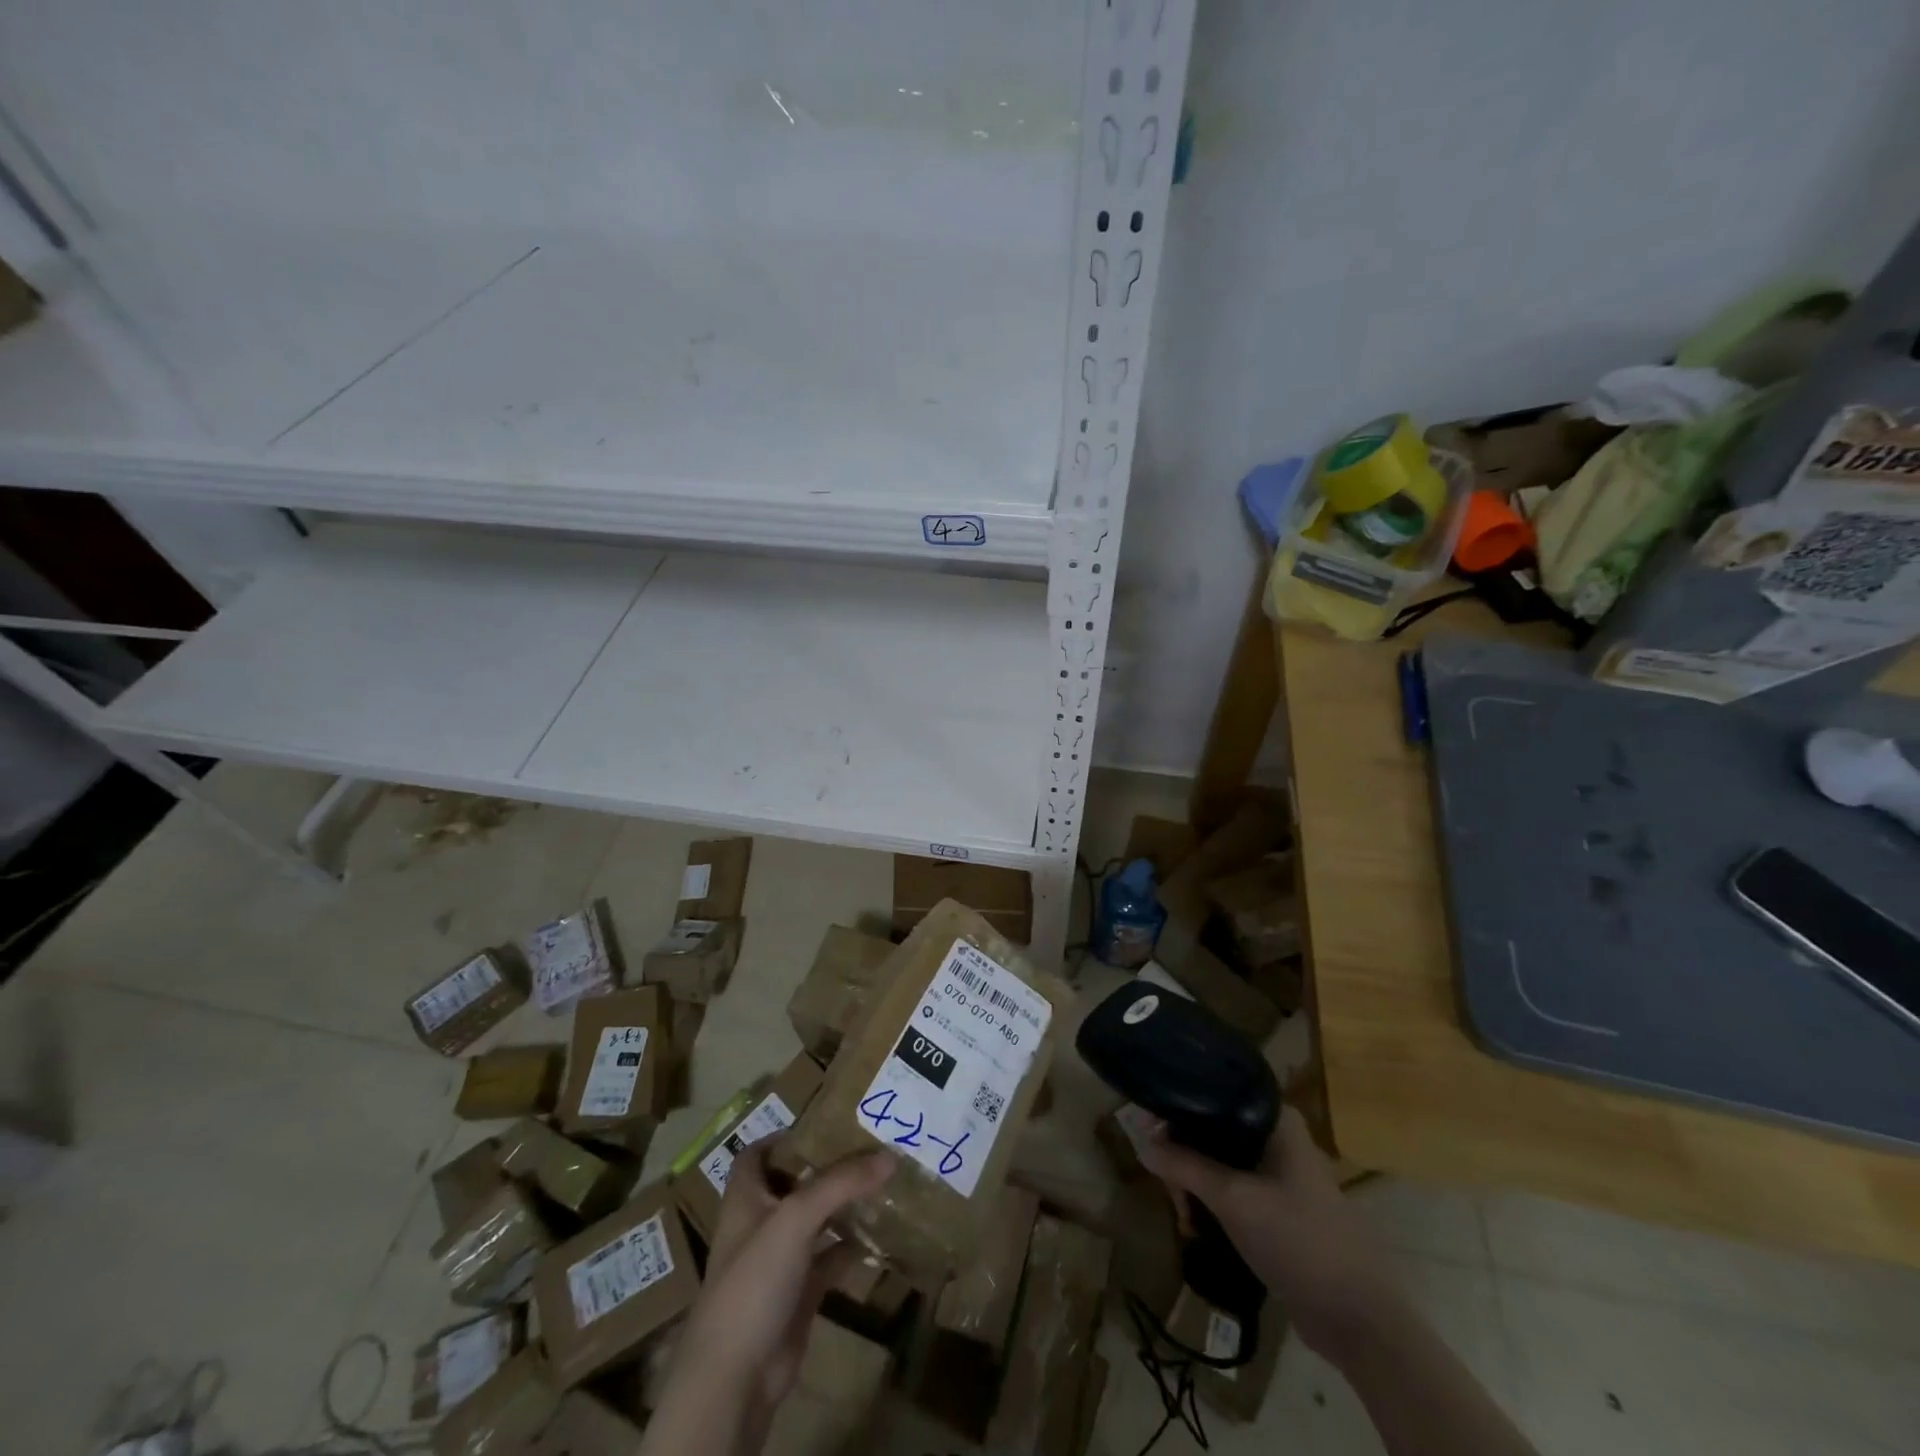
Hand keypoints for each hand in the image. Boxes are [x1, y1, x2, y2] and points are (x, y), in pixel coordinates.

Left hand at [665, 1142, 893, 1430]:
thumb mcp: (796, 1218)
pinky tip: (880, 1235)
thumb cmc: (753, 1280)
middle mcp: (761, 1223)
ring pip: (816, 1220)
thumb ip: (841, 1183)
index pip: (758, 1153)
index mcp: (745, 1198)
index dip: (784, 1136)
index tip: (825, 1122)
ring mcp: (780, 1260)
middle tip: (868, 1146)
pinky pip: (830, 1259)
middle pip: (795, 1183)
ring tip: (882, 1181)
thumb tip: (889, 1156)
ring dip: (843, 1205)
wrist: (736, 1376)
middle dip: (827, 1166)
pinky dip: (851, 1247)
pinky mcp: (799, 1292)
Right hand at [1138, 1106, 1405, 1359]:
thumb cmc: (1299, 1240)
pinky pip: (1234, 1187)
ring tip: (1182, 1212)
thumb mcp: (1233, 1199)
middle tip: (1168, 1185)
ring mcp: (1281, 1173)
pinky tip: (1197, 1223)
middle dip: (1184, 1154)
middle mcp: (1278, 1136)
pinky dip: (1213, 1200)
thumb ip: (1185, 1166)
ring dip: (1196, 1181)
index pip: (1215, 1092)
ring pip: (1221, 1160)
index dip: (1178, 1105)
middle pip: (1213, 1128)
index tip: (1147, 1127)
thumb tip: (1140, 1142)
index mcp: (1276, 1118)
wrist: (1359, 1319)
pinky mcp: (1280, 1206)